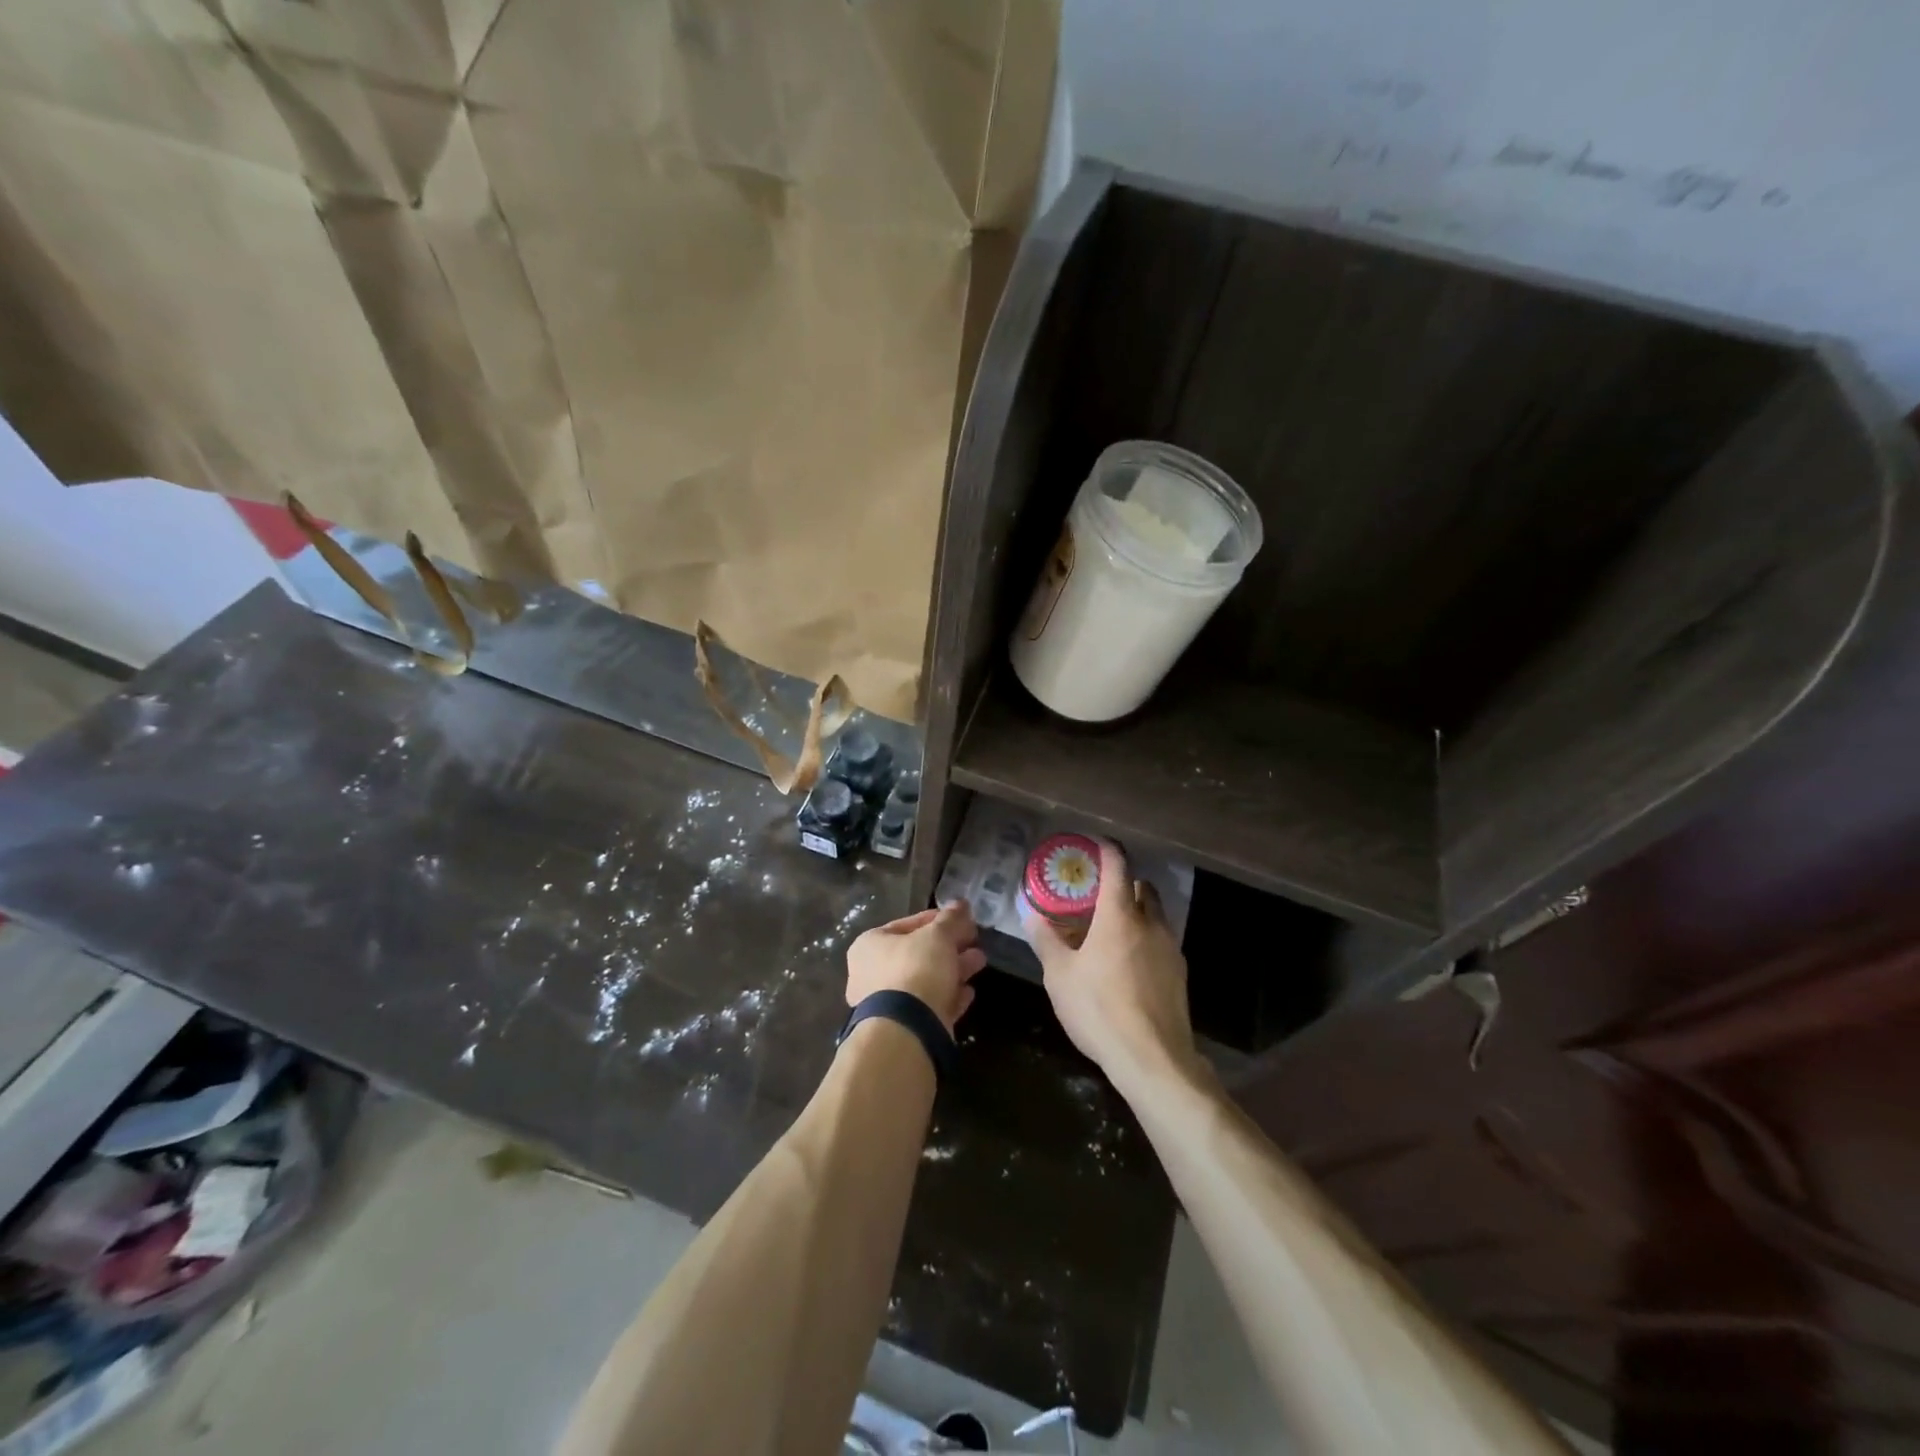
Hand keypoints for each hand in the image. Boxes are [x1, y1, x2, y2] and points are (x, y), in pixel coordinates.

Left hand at [845, 903, 987, 1034]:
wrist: (906, 1030)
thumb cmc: (915, 969)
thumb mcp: (938, 936)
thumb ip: (951, 919)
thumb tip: (961, 904)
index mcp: (870, 945)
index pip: (907, 924)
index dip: (937, 919)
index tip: (962, 919)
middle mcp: (872, 973)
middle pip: (918, 953)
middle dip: (950, 946)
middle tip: (975, 941)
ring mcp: (886, 1004)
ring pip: (926, 980)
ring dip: (954, 970)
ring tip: (980, 962)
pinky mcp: (903, 1027)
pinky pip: (929, 1005)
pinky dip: (949, 997)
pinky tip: (969, 992)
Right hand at [1023, 840, 1198, 1088]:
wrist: (1153, 1059)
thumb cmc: (1099, 1009)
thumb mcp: (1060, 976)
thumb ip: (1046, 940)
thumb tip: (1031, 913)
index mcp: (1119, 916)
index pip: (1117, 867)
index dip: (1107, 851)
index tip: (1096, 844)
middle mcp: (1150, 924)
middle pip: (1142, 888)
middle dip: (1124, 884)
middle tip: (1099, 896)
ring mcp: (1170, 949)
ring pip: (1156, 916)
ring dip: (1137, 913)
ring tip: (1112, 931)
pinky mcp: (1180, 975)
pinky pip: (1161, 943)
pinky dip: (1146, 940)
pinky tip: (1128, 965)